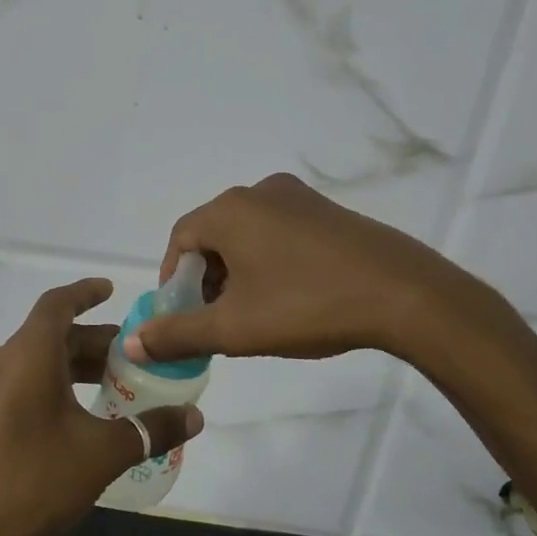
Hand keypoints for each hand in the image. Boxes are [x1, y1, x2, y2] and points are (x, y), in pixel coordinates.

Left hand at [0, 279, 203, 535]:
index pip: (57, 304)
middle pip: (47, 337)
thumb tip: (196, 417)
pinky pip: (10, 386)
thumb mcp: (101, 455)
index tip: (109, 290)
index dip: (85, 293)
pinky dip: (42, 387)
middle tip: (126, 357)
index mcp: (25, 356)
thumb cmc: (34, 483)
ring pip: (29, 363)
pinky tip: (65, 419)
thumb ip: (150, 430)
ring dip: (67, 368)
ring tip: (103, 388)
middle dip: (89, 343)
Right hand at [125, 174, 476, 363]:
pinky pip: (280, 233)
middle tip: (217, 321)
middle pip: (214, 235)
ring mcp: (299, 198)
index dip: (174, 280)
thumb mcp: (235, 328)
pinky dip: (269, 262)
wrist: (403, 294)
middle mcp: (260, 192)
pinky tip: (289, 297)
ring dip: (238, 272)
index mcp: (231, 210)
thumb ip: (178, 334)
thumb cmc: (307, 306)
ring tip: (253, 314)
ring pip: (248, 235)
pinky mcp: (328, 212)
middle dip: (207, 279)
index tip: (183, 317)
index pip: (180, 239)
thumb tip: (133, 343)